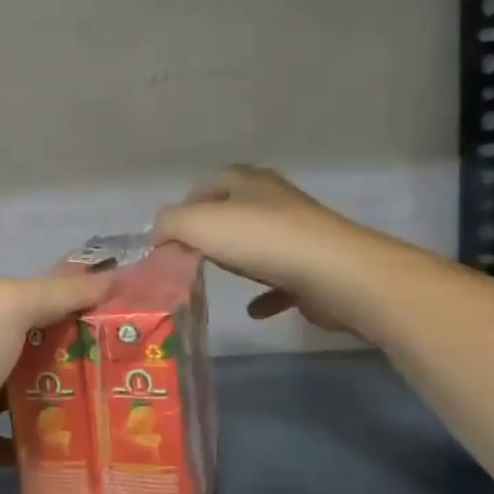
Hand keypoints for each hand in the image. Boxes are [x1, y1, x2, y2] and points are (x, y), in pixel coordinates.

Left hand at [0, 271, 113, 493]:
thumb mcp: (5, 307)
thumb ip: (55, 291)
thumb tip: (110, 276)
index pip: (33, 304)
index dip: (77, 306)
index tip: (128, 320)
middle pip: (32, 353)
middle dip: (78, 359)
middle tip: (132, 372)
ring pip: (25, 400)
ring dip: (63, 405)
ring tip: (117, 411)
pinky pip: (15, 446)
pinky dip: (42, 448)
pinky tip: (82, 451)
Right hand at [152, 166, 393, 335]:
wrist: (336, 276)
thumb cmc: (261, 241)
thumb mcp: (197, 223)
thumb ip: (168, 225)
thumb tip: (158, 236)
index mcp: (249, 183)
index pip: (210, 182)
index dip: (185, 204)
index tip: (167, 235)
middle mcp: (276, 202)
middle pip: (234, 212)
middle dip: (209, 233)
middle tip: (184, 258)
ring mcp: (299, 236)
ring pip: (258, 244)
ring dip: (237, 260)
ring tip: (213, 278)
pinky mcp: (314, 269)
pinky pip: (280, 281)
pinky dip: (264, 294)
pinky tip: (252, 310)